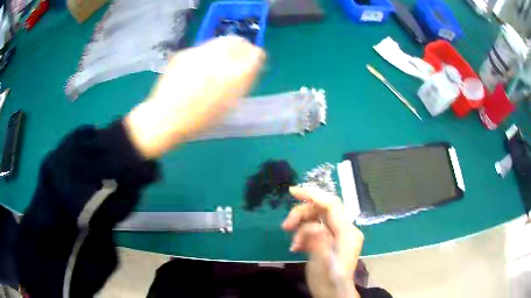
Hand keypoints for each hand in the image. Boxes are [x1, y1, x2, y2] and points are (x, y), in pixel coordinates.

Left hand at [124, 36, 264, 158]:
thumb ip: (243, 81)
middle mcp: (218, 58)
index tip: (253, 64)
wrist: (166, 118)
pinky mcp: (184, 53)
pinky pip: (204, 47)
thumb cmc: (200, 118)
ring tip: (217, 65)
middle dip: (242, 48)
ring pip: (220, 41)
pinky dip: (208, 53)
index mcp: (234, 74)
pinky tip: (200, 68)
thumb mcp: (229, 103)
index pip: (255, 54)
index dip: (256, 57)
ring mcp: (199, 52)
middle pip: (238, 41)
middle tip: (237, 60)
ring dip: (225, 49)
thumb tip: (251, 65)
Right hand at [282, 186, 363, 297]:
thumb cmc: (329, 281)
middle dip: (301, 214)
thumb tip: (311, 226)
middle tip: (285, 226)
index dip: (313, 194)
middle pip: (321, 210)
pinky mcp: (328, 241)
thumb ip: (319, 242)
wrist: (332, 294)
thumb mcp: (323, 263)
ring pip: (315, 219)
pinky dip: (302, 235)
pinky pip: (313, 230)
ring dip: (300, 228)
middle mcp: (344, 230)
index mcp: (347, 233)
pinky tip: (296, 247)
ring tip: (293, 243)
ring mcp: (336, 235)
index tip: (292, 191)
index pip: (331, 205)